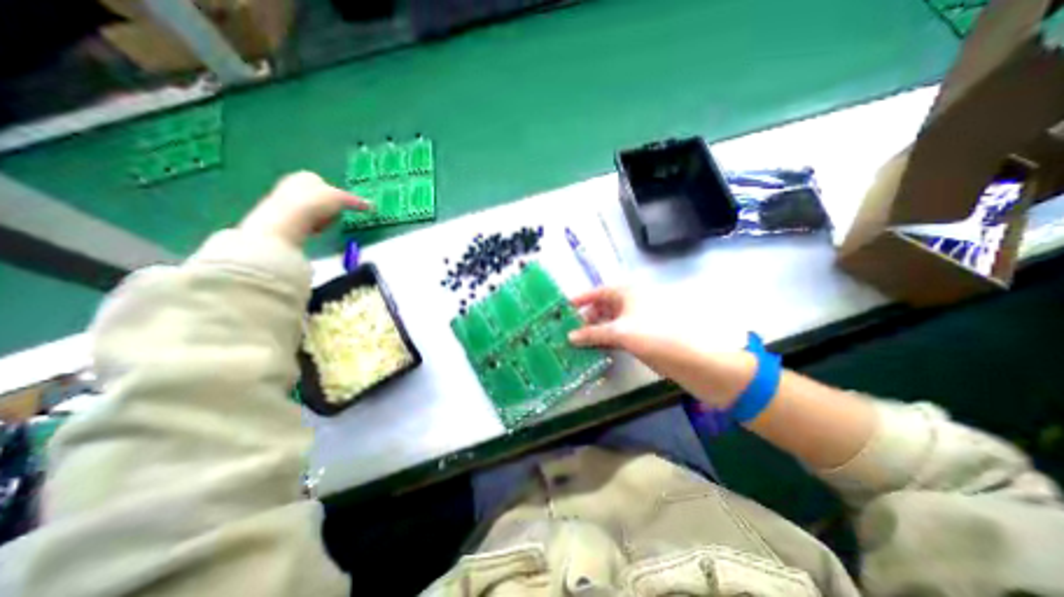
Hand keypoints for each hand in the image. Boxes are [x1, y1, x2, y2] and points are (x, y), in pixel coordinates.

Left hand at [239, 173, 369, 247]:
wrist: (287, 220)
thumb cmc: (314, 203)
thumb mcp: (341, 199)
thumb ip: (356, 201)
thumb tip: (372, 205)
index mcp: (306, 176)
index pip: (328, 186)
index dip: (338, 198)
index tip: (343, 208)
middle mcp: (292, 184)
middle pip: (320, 199)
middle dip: (328, 209)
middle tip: (334, 218)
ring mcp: (283, 200)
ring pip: (312, 212)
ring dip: (320, 220)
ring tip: (322, 227)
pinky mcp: (280, 217)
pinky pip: (304, 223)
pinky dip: (310, 228)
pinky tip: (311, 232)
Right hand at [565, 285, 754, 406]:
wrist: (694, 359)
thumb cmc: (655, 335)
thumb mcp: (620, 332)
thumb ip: (593, 333)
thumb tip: (569, 337)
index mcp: (627, 293)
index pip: (598, 292)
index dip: (580, 299)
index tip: (563, 308)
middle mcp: (631, 303)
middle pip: (602, 306)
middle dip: (585, 316)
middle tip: (567, 329)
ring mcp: (637, 320)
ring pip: (609, 321)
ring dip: (594, 329)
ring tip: (576, 340)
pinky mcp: (642, 335)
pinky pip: (617, 334)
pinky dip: (605, 339)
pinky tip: (594, 347)